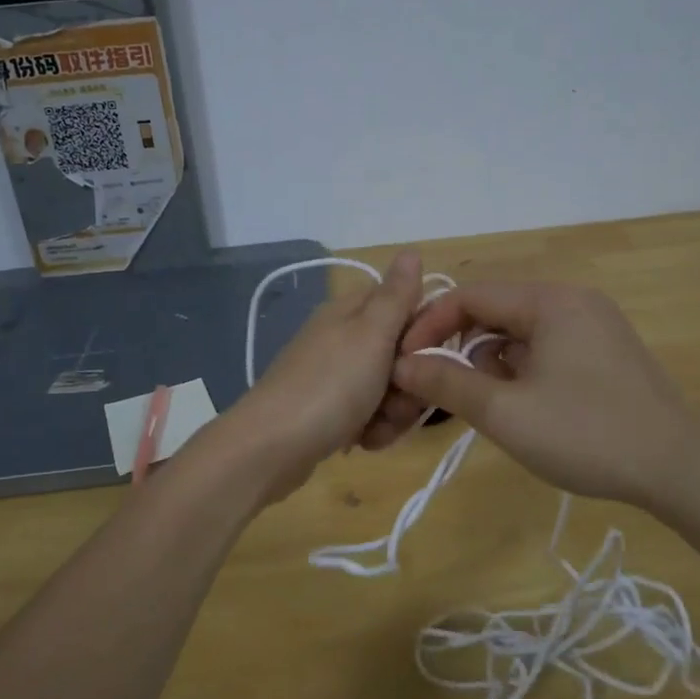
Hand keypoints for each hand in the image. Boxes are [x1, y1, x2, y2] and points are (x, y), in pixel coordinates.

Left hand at [222, 252, 425, 502]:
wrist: (271, 448)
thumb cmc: (330, 386)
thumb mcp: (371, 334)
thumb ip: (396, 295)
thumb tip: (411, 250)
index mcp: (351, 312)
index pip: (405, 306)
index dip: (424, 331)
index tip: (428, 356)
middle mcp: (341, 338)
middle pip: (400, 353)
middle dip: (410, 382)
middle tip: (399, 398)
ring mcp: (333, 376)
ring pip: (388, 389)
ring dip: (393, 412)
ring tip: (376, 428)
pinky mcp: (328, 411)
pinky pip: (368, 414)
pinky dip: (372, 429)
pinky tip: (363, 442)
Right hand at [388, 280, 699, 508]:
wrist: (679, 467)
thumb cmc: (585, 433)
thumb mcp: (505, 412)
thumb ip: (447, 383)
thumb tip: (402, 365)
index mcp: (549, 301)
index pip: (471, 296)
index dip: (430, 327)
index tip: (404, 363)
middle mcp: (573, 300)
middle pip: (496, 311)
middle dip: (461, 347)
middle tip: (440, 388)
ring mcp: (595, 325)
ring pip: (522, 332)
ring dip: (492, 362)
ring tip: (488, 405)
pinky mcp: (607, 351)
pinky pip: (548, 347)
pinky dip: (523, 369)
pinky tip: (524, 406)